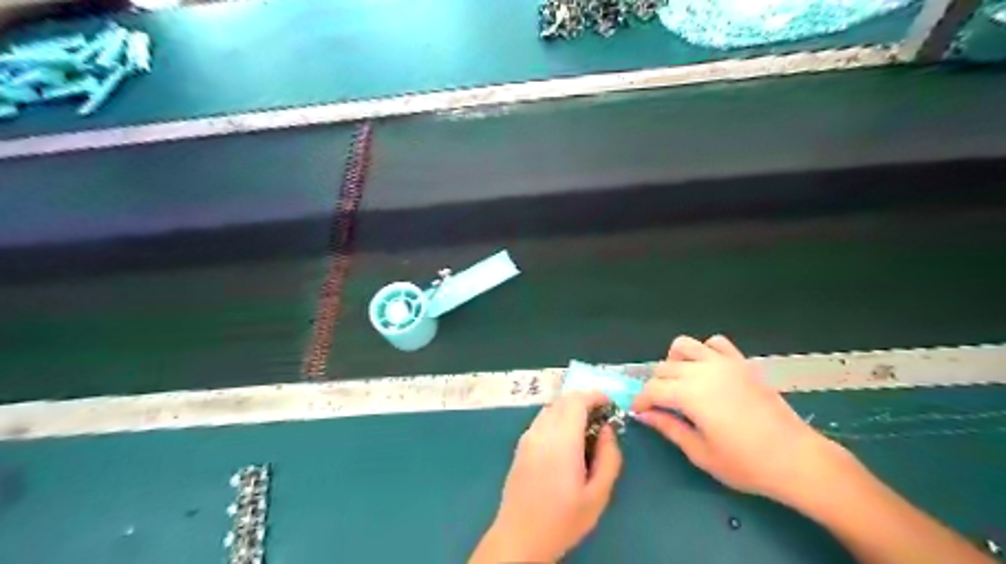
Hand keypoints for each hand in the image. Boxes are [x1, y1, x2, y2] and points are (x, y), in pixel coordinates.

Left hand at [471, 391, 620, 563]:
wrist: (519, 537)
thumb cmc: (563, 519)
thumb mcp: (598, 495)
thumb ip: (609, 457)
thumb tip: (607, 430)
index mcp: (561, 441)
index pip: (576, 401)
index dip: (595, 395)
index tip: (610, 403)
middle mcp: (541, 432)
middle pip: (563, 400)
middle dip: (584, 400)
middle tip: (602, 415)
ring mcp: (527, 437)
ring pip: (551, 408)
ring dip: (569, 408)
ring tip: (586, 427)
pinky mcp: (520, 446)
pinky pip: (541, 420)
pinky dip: (557, 418)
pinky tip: (566, 439)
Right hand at [631, 334, 838, 505]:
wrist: (797, 459)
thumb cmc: (746, 463)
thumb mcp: (700, 452)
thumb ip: (669, 428)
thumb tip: (644, 415)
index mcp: (690, 394)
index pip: (652, 388)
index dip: (641, 401)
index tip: (640, 413)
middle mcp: (703, 371)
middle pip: (664, 367)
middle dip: (656, 385)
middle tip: (661, 406)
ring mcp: (724, 363)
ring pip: (684, 346)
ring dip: (675, 362)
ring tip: (681, 383)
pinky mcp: (742, 362)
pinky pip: (715, 343)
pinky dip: (705, 351)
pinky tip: (708, 371)